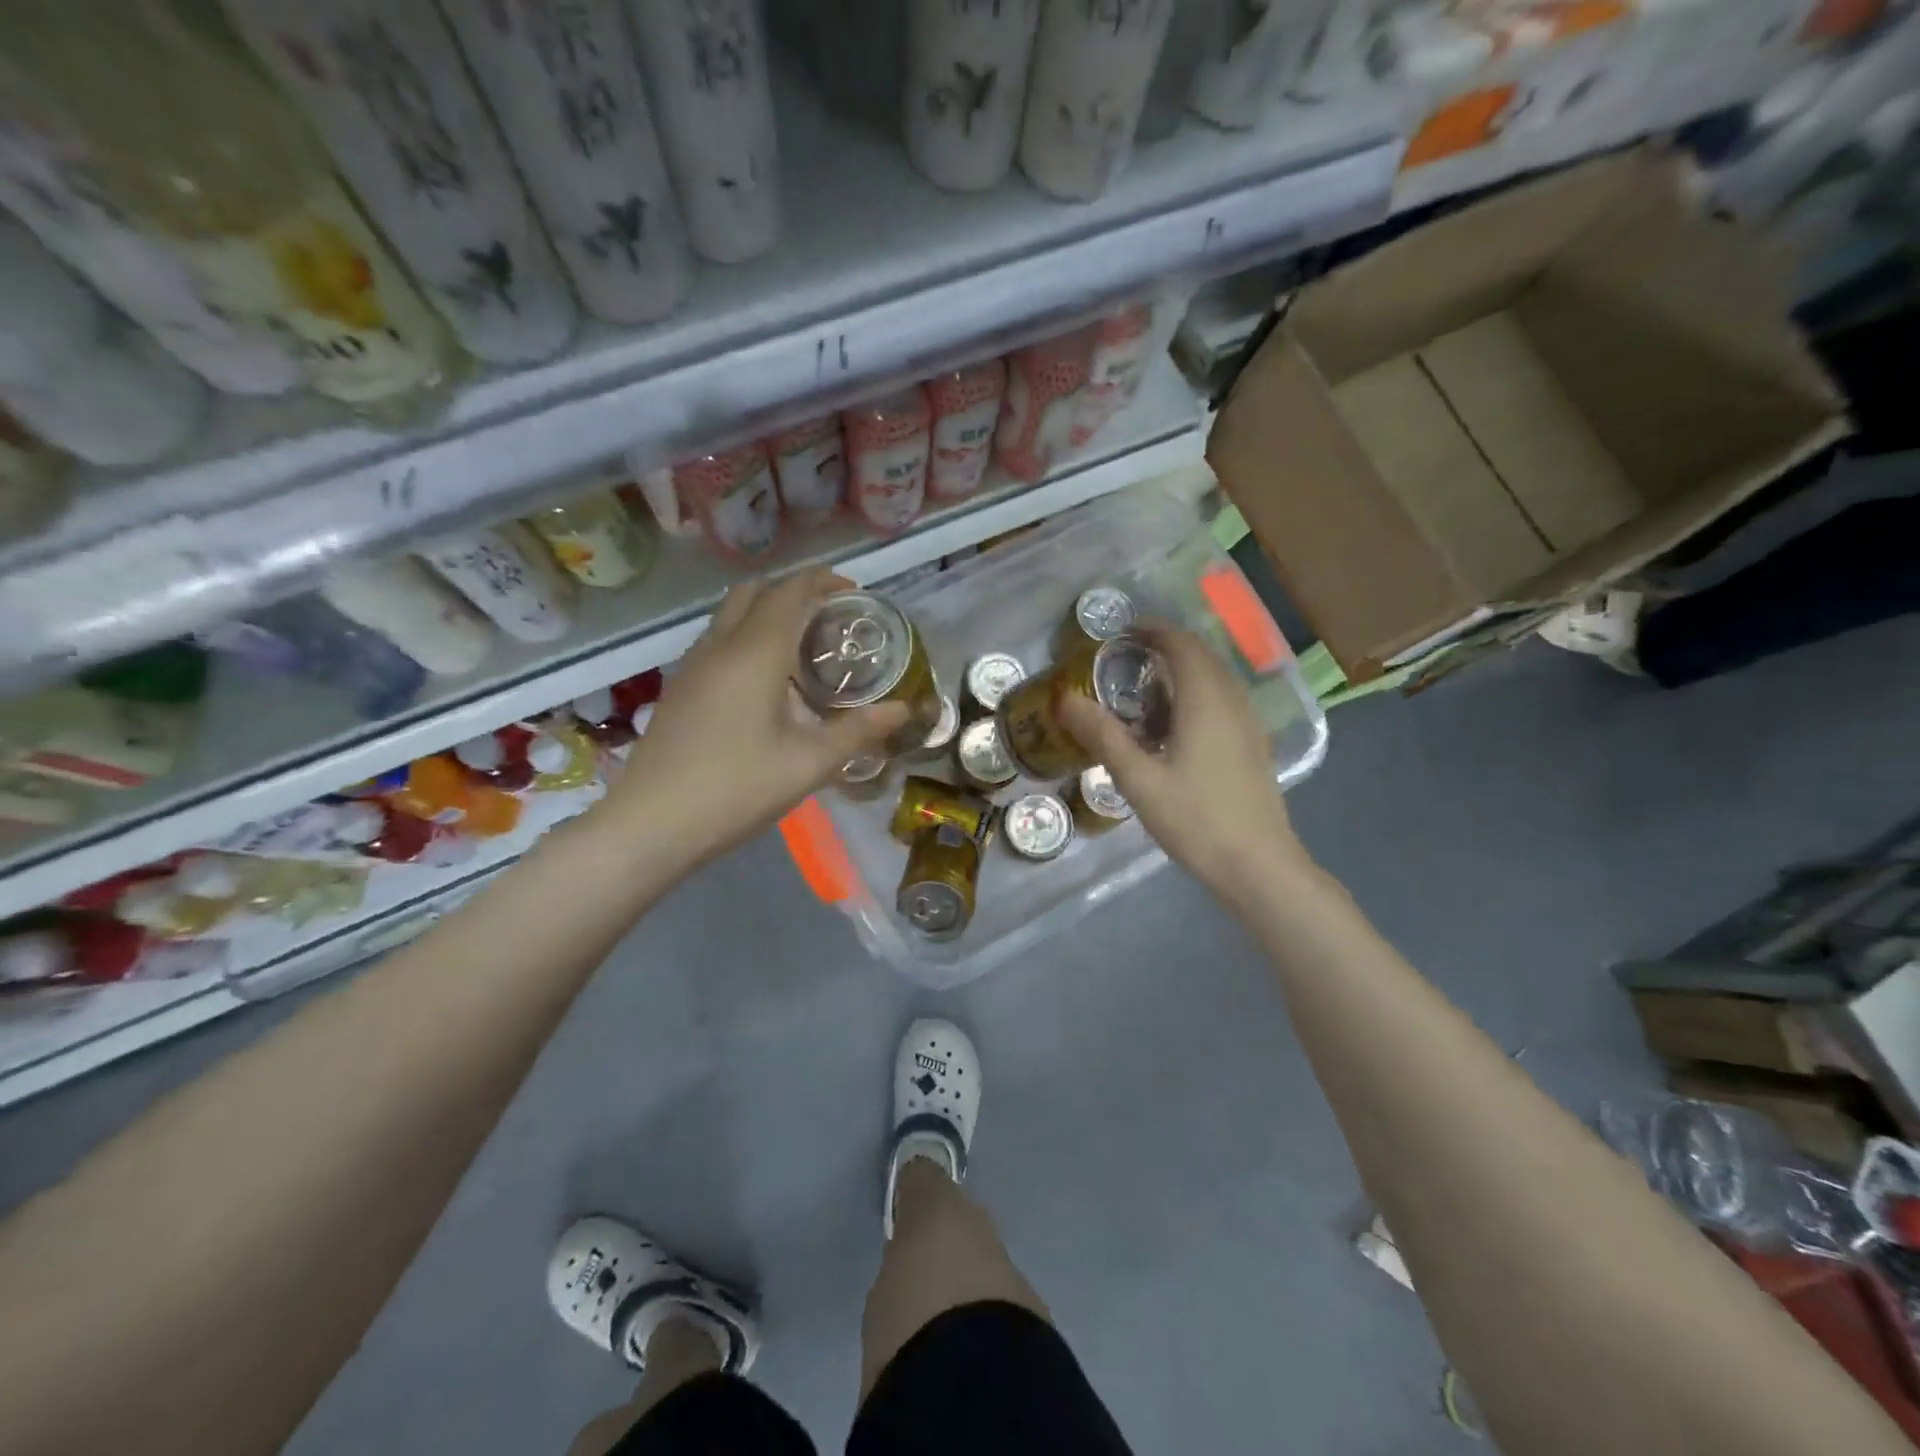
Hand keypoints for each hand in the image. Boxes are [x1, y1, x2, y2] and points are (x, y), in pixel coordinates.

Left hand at [604, 569, 908, 870]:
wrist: (651, 823)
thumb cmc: (737, 788)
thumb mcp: (810, 763)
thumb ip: (858, 731)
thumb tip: (902, 709)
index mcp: (755, 653)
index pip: (790, 591)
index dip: (823, 581)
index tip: (853, 592)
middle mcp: (720, 646)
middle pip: (755, 592)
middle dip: (793, 591)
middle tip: (828, 618)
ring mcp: (692, 666)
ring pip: (730, 615)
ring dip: (766, 613)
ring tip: (802, 648)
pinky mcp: (679, 688)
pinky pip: (717, 641)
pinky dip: (746, 637)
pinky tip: (765, 682)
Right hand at [1058, 627, 1309, 903]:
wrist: (1258, 866)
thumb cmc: (1196, 820)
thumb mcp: (1138, 780)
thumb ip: (1103, 735)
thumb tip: (1065, 699)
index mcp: (1206, 700)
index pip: (1181, 645)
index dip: (1153, 631)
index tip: (1121, 634)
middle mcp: (1232, 701)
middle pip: (1201, 656)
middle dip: (1166, 648)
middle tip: (1126, 660)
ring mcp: (1249, 724)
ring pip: (1216, 679)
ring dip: (1183, 672)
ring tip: (1145, 691)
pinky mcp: (1253, 746)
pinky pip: (1224, 701)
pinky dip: (1197, 695)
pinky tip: (1175, 727)